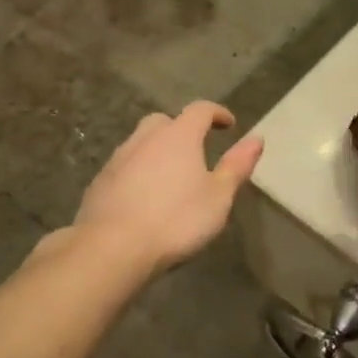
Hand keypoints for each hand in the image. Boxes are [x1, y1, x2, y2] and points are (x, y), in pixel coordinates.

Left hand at [61, 102, 263, 276]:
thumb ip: (236, 166)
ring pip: (140, 143)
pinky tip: (143, 196)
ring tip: (169, 176)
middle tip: (195, 149)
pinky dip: (137, 172)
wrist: (112, 247)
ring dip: (156, 151)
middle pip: (164, 121)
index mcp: (178, 136)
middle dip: (181, 129)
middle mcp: (145, 139)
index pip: (200, 110)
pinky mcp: (100, 182)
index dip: (216, 113)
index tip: (228, 124)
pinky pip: (124, 166)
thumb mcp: (218, 197)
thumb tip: (257, 138)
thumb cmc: (176, 220)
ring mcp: (118, 159)